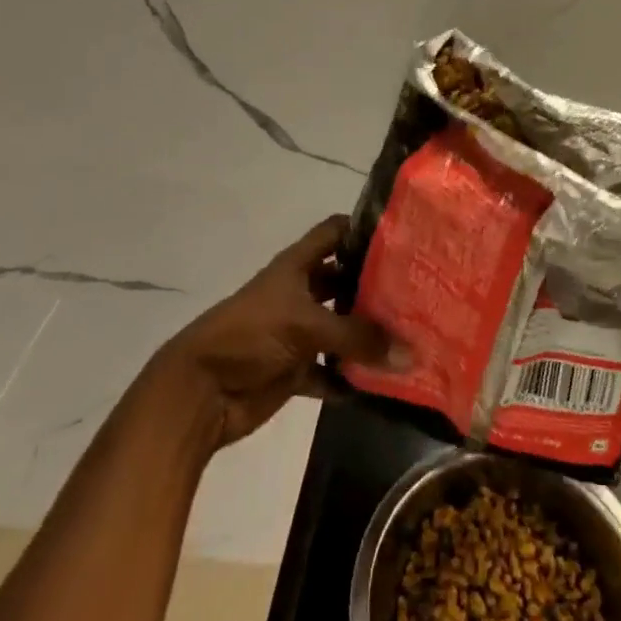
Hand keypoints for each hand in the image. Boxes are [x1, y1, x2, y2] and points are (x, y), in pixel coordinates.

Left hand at [149, 215, 395, 450]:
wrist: (200, 391)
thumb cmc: (250, 335)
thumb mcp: (306, 326)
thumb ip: (358, 338)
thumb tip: (411, 353)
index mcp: (297, 266)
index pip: (335, 232)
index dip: (364, 229)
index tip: (404, 237)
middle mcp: (300, 292)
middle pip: (344, 281)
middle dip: (376, 287)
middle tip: (420, 294)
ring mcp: (297, 332)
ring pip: (341, 328)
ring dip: (368, 336)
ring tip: (412, 338)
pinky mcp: (294, 370)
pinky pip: (331, 372)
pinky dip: (350, 378)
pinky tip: (382, 384)